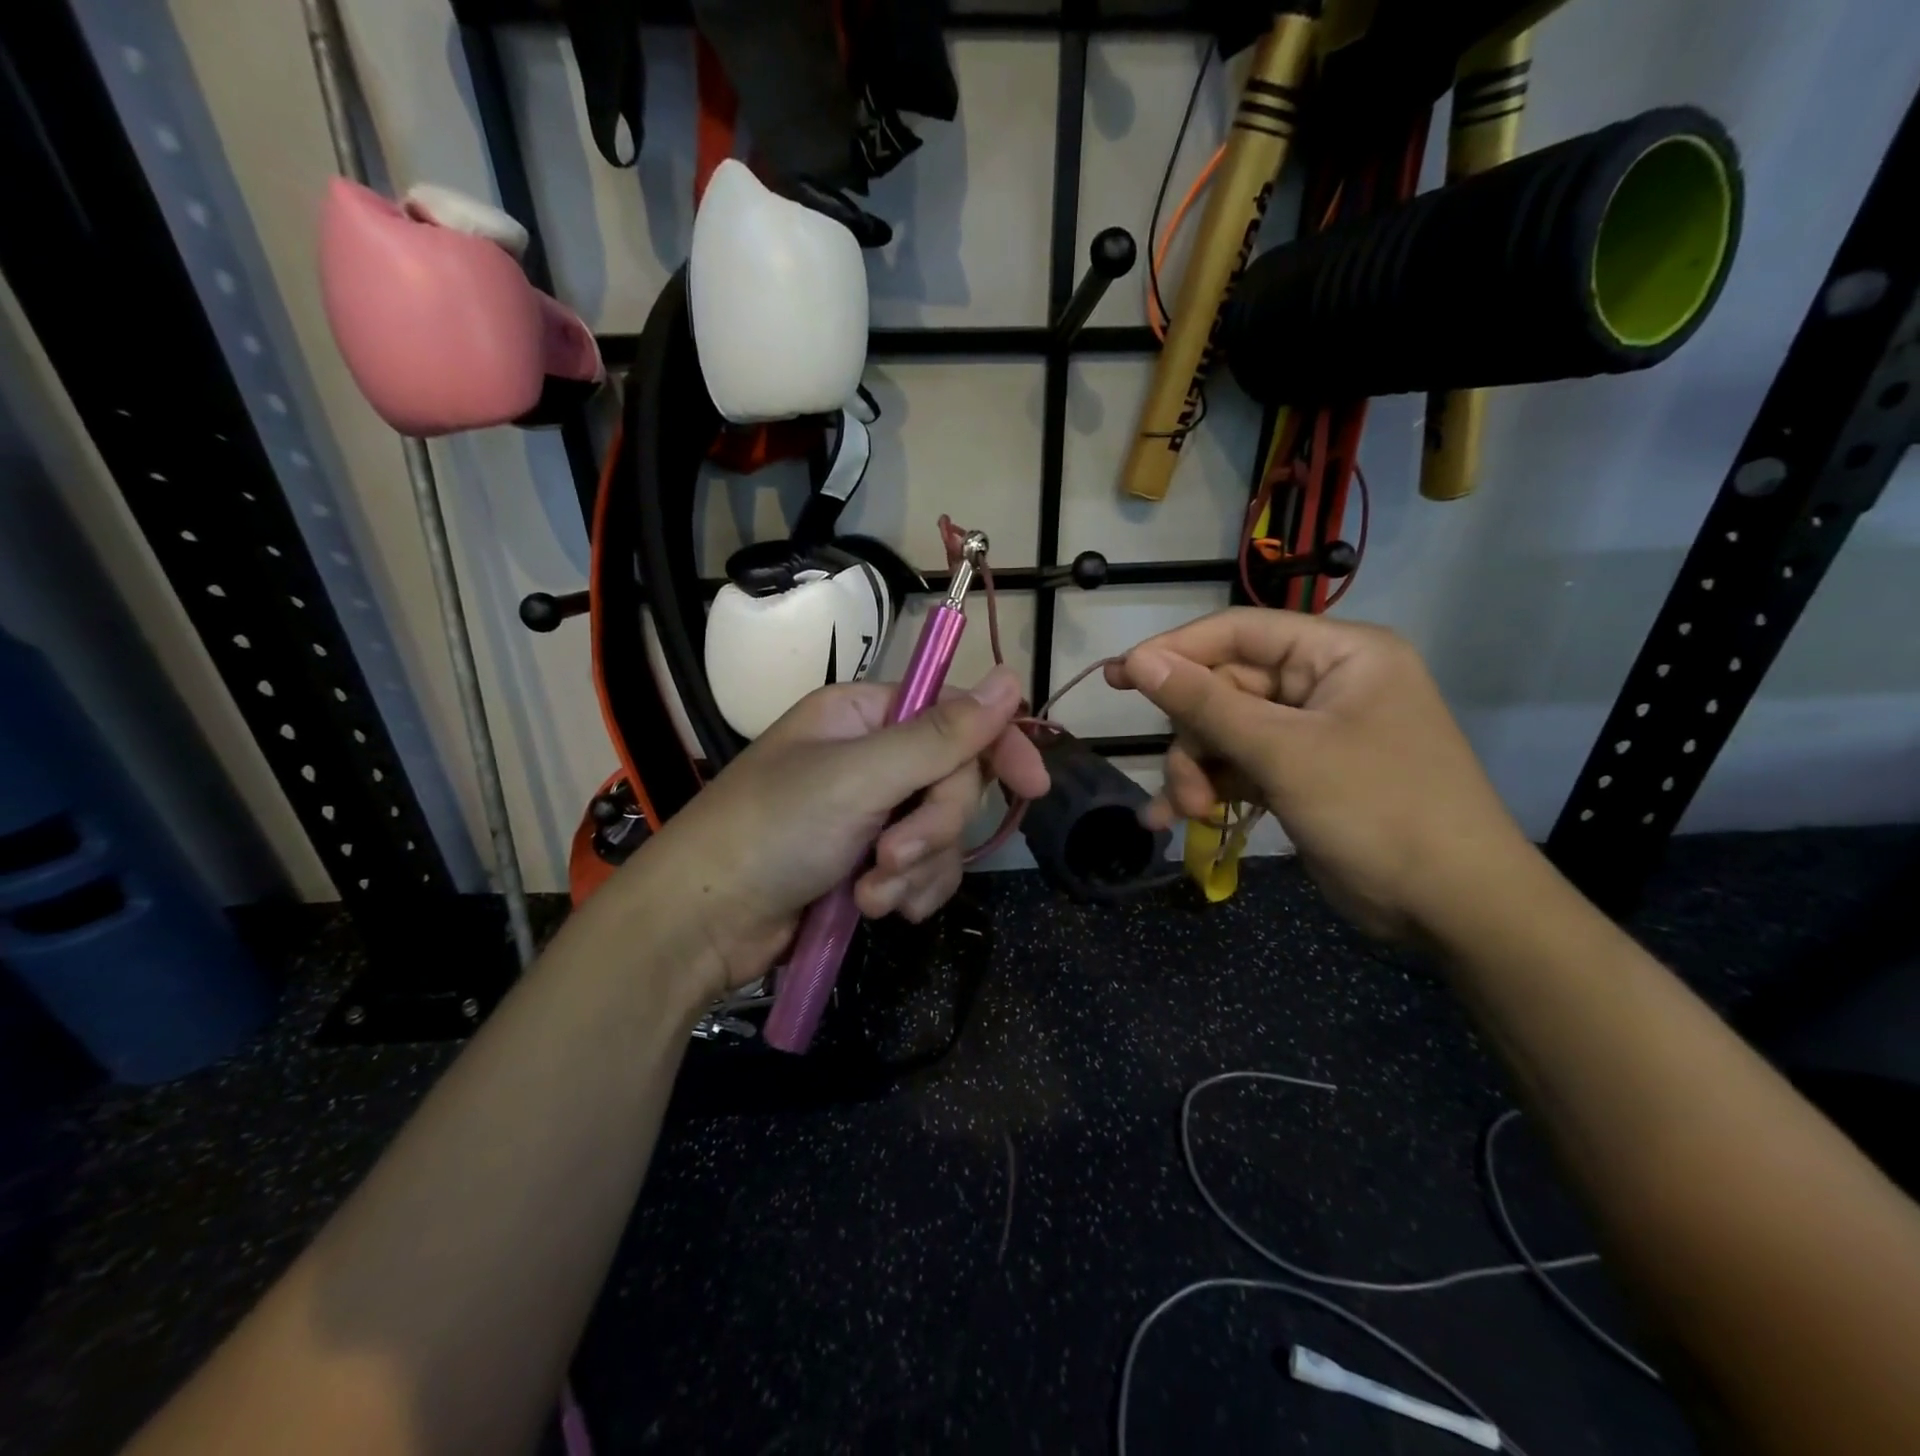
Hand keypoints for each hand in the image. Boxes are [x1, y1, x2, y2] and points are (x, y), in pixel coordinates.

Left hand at [633, 666, 1048, 989]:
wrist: (703, 923)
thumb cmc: (773, 831)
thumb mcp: (859, 777)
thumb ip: (941, 735)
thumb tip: (1012, 677)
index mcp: (864, 716)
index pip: (954, 713)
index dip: (997, 744)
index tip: (1033, 785)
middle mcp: (872, 757)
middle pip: (953, 781)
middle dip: (932, 827)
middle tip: (892, 855)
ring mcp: (872, 813)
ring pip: (942, 833)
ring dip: (917, 869)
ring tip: (871, 894)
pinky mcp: (870, 863)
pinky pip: (924, 870)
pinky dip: (909, 891)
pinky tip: (878, 910)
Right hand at [1105, 609, 1532, 941]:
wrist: (1454, 908)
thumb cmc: (1379, 811)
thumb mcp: (1284, 753)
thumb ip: (1206, 704)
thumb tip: (1137, 660)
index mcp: (1338, 654)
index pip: (1238, 632)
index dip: (1175, 652)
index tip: (1118, 677)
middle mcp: (1324, 683)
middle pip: (1226, 690)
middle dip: (1194, 739)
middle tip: (1180, 787)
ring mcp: (1312, 732)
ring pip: (1225, 733)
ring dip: (1198, 772)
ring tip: (1189, 814)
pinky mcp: (1302, 774)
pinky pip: (1240, 767)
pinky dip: (1212, 790)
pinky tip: (1181, 820)